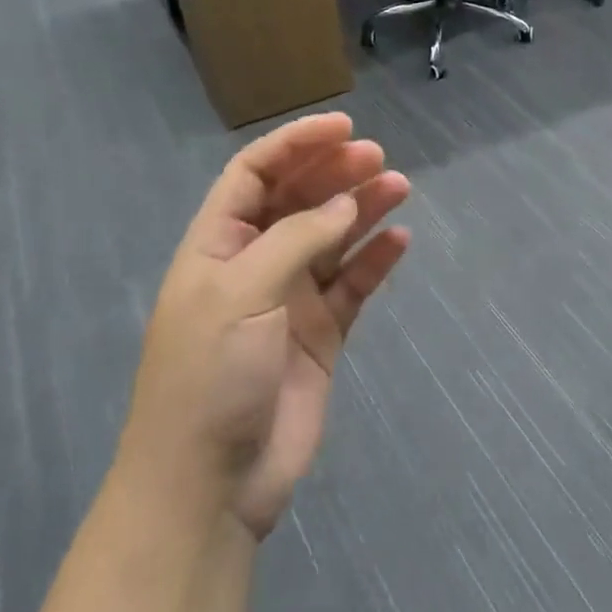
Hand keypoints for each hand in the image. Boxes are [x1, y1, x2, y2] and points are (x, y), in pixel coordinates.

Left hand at [117, 114, 410, 539]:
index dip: (296, 144)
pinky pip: (353, 285)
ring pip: (332, 238)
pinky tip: (399, 241)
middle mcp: (254, 264)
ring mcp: (289, 300)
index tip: (343, 127)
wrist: (211, 485)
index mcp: (218, 245)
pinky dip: (375, 261)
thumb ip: (295, 240)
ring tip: (400, 187)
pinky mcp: (321, 335)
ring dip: (363, 209)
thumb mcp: (241, 293)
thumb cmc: (211, 376)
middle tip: (378, 158)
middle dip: (335, 173)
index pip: (255, 173)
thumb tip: (344, 204)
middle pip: (298, 200)